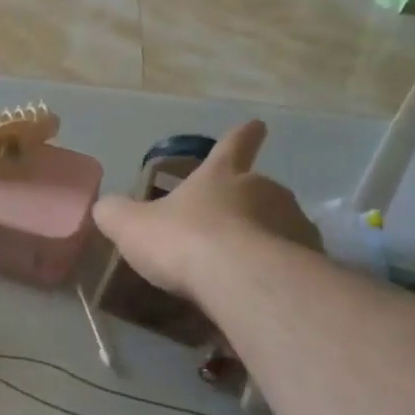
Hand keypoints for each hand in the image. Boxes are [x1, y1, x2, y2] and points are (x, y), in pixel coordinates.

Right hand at [92, 120, 321, 301]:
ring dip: (265, 239)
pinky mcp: (310, 257)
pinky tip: (261, 290)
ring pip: (279, 225)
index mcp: (220, 176)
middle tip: (228, 230)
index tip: (257, 125)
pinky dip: (279, 270)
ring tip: (243, 269)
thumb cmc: (184, 241)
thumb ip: (116, 214)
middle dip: (247, 204)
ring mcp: (292, 221)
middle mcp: (262, 189)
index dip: (242, 136)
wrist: (240, 280)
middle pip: (258, 189)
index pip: (233, 144)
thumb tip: (105, 207)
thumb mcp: (132, 227)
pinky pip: (292, 261)